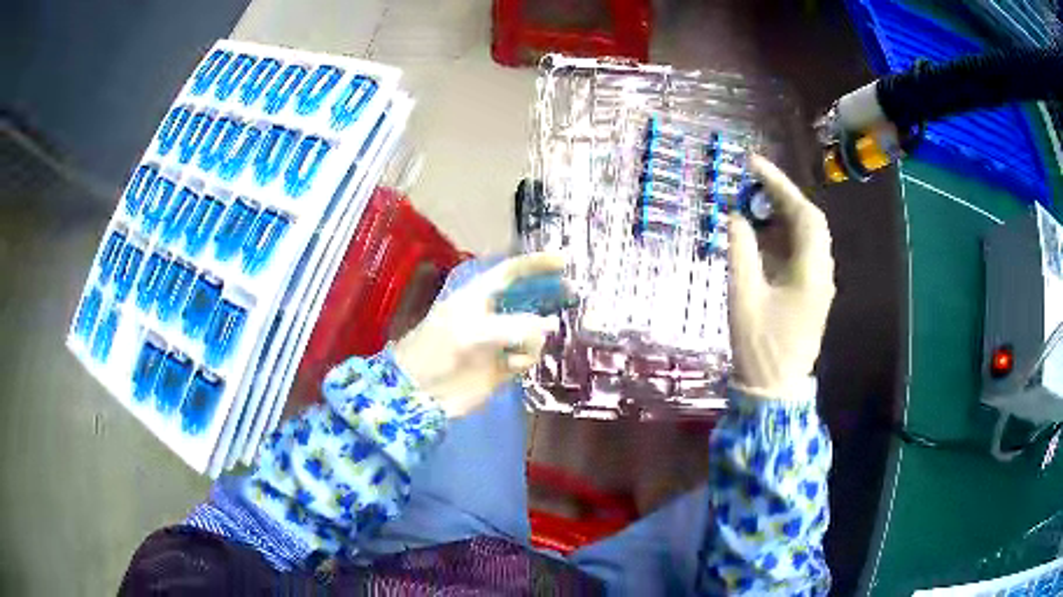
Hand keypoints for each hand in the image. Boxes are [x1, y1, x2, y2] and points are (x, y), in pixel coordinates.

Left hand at [393, 253, 563, 417]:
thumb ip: (512, 326)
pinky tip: (511, 365)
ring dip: (535, 335)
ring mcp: (499, 342)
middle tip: (573, 294)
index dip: (536, 264)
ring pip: (533, 331)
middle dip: (548, 295)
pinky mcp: (503, 367)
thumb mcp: (472, 331)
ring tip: (519, 348)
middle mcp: (492, 315)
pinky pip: (528, 356)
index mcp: (478, 296)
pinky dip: (525, 358)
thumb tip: (549, 326)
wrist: (419, 392)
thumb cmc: (437, 351)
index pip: (511, 272)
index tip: (564, 261)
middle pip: (528, 298)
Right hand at [727, 156, 835, 398]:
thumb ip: (740, 251)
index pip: (804, 214)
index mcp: (812, 272)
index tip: (752, 165)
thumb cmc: (759, 348)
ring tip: (749, 203)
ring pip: (805, 236)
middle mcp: (821, 272)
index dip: (780, 185)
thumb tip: (736, 216)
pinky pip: (798, 253)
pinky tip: (758, 235)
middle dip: (781, 196)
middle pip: (808, 221)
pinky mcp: (809, 292)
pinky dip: (779, 236)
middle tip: (750, 181)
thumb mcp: (743, 297)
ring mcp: (817, 283)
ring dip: (780, 215)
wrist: (774, 391)